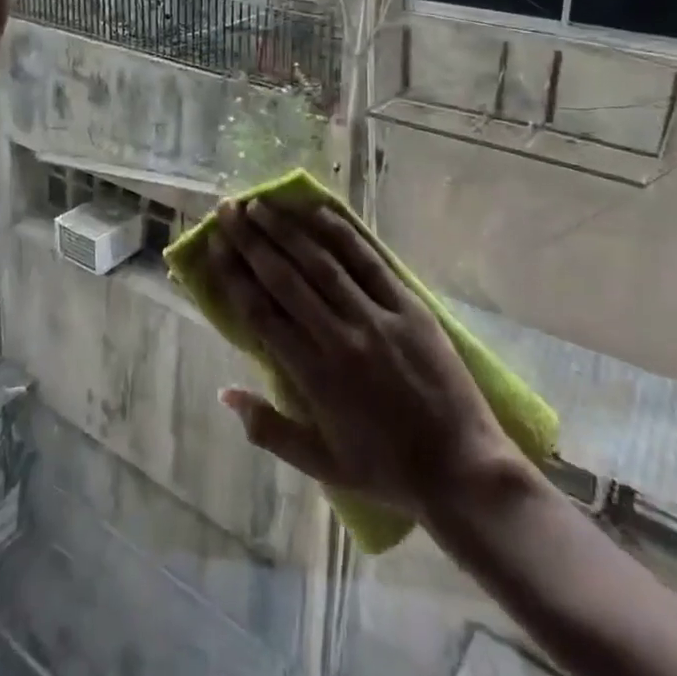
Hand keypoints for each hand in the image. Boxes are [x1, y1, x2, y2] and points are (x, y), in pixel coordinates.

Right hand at [204, 196, 522, 520]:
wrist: (462, 468)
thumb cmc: (387, 470)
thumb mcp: (322, 465)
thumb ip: (269, 430)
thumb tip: (225, 392)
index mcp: (314, 376)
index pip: (261, 313)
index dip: (233, 275)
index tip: (214, 246)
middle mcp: (340, 337)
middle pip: (285, 278)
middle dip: (251, 240)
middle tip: (228, 209)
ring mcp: (377, 317)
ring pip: (322, 262)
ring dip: (288, 229)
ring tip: (261, 204)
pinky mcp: (408, 305)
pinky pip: (369, 261)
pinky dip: (341, 234)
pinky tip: (318, 212)